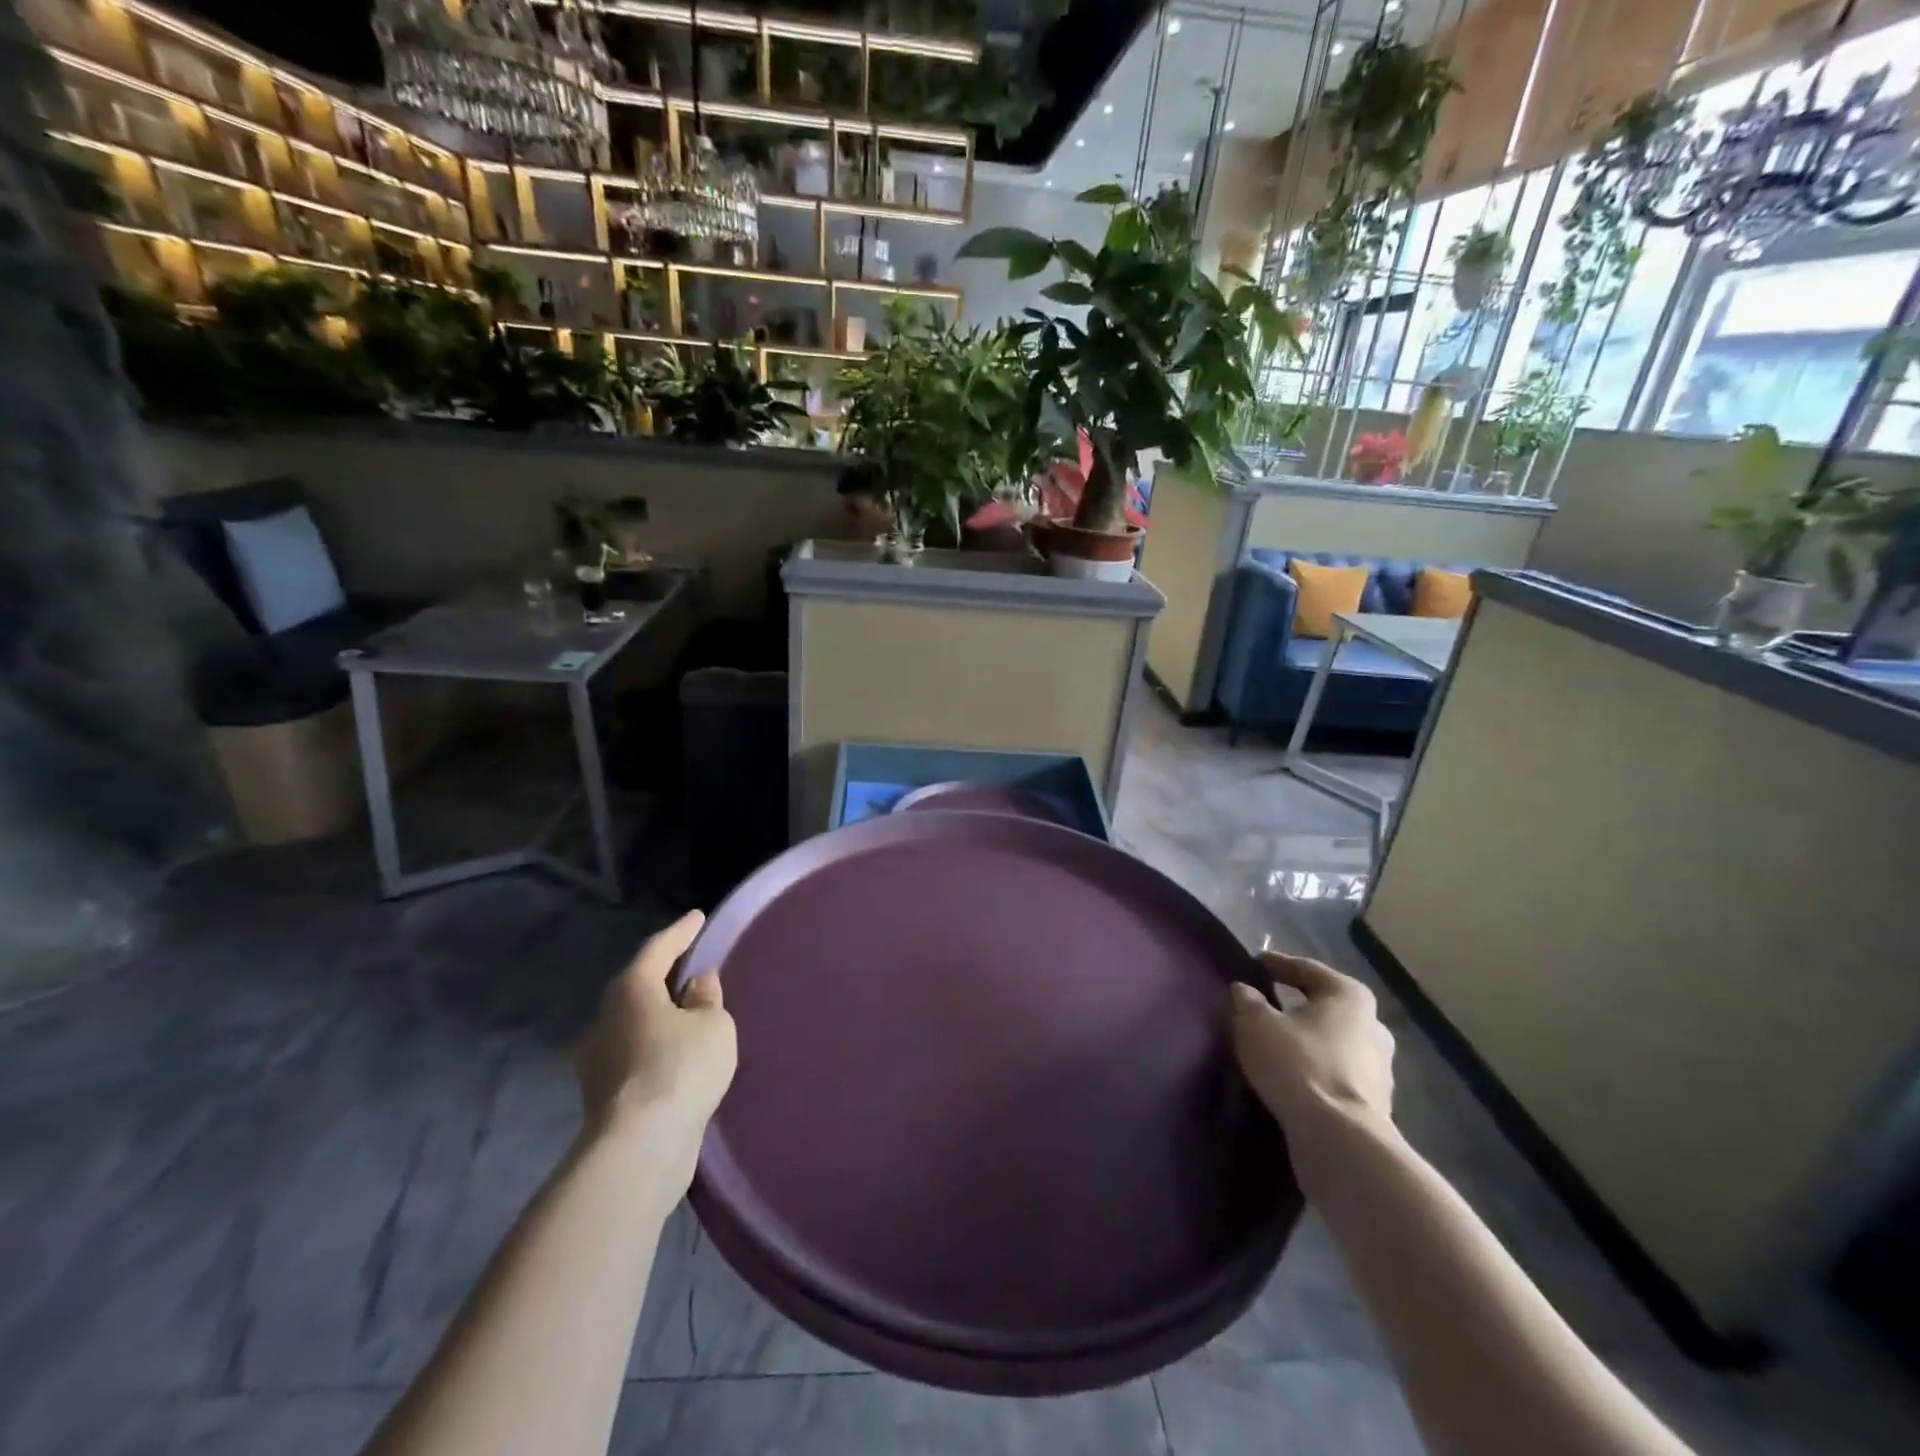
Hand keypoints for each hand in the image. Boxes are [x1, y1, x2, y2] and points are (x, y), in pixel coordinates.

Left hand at [575, 911, 736, 1181]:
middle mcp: (605, 1016)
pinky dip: (655, 1044)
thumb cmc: (680, 1069)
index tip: (698, 917)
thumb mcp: (713, 1025)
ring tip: (688, 1011)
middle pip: (638, 984)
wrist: (639, 1148)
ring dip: (659, 1013)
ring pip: (633, 1020)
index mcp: (631, 988)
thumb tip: (695, 984)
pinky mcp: (601, 1092)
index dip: (682, 931)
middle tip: (693, 965)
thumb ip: (707, 998)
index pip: (659, 948)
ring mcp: (597, 1056)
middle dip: (665, 974)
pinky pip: (634, 1051)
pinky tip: (675, 1052)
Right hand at [1230, 952, 1394, 1137]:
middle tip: (1268, 1004)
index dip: (1277, 964)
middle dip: (1298, 1004)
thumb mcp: (1255, 1023)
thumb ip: (1247, 1000)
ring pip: (1334, 1042)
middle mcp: (1373, 1025)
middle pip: (1326, 1006)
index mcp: (1349, 996)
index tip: (1255, 964)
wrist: (1340, 1140)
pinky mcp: (1377, 1104)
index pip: (1307, 969)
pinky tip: (1294, 1076)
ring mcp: (1381, 1068)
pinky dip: (1316, 1069)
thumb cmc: (1297, 1064)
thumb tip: (1244, 990)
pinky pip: (1337, 1073)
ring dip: (1309, 1040)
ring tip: (1278, 1044)